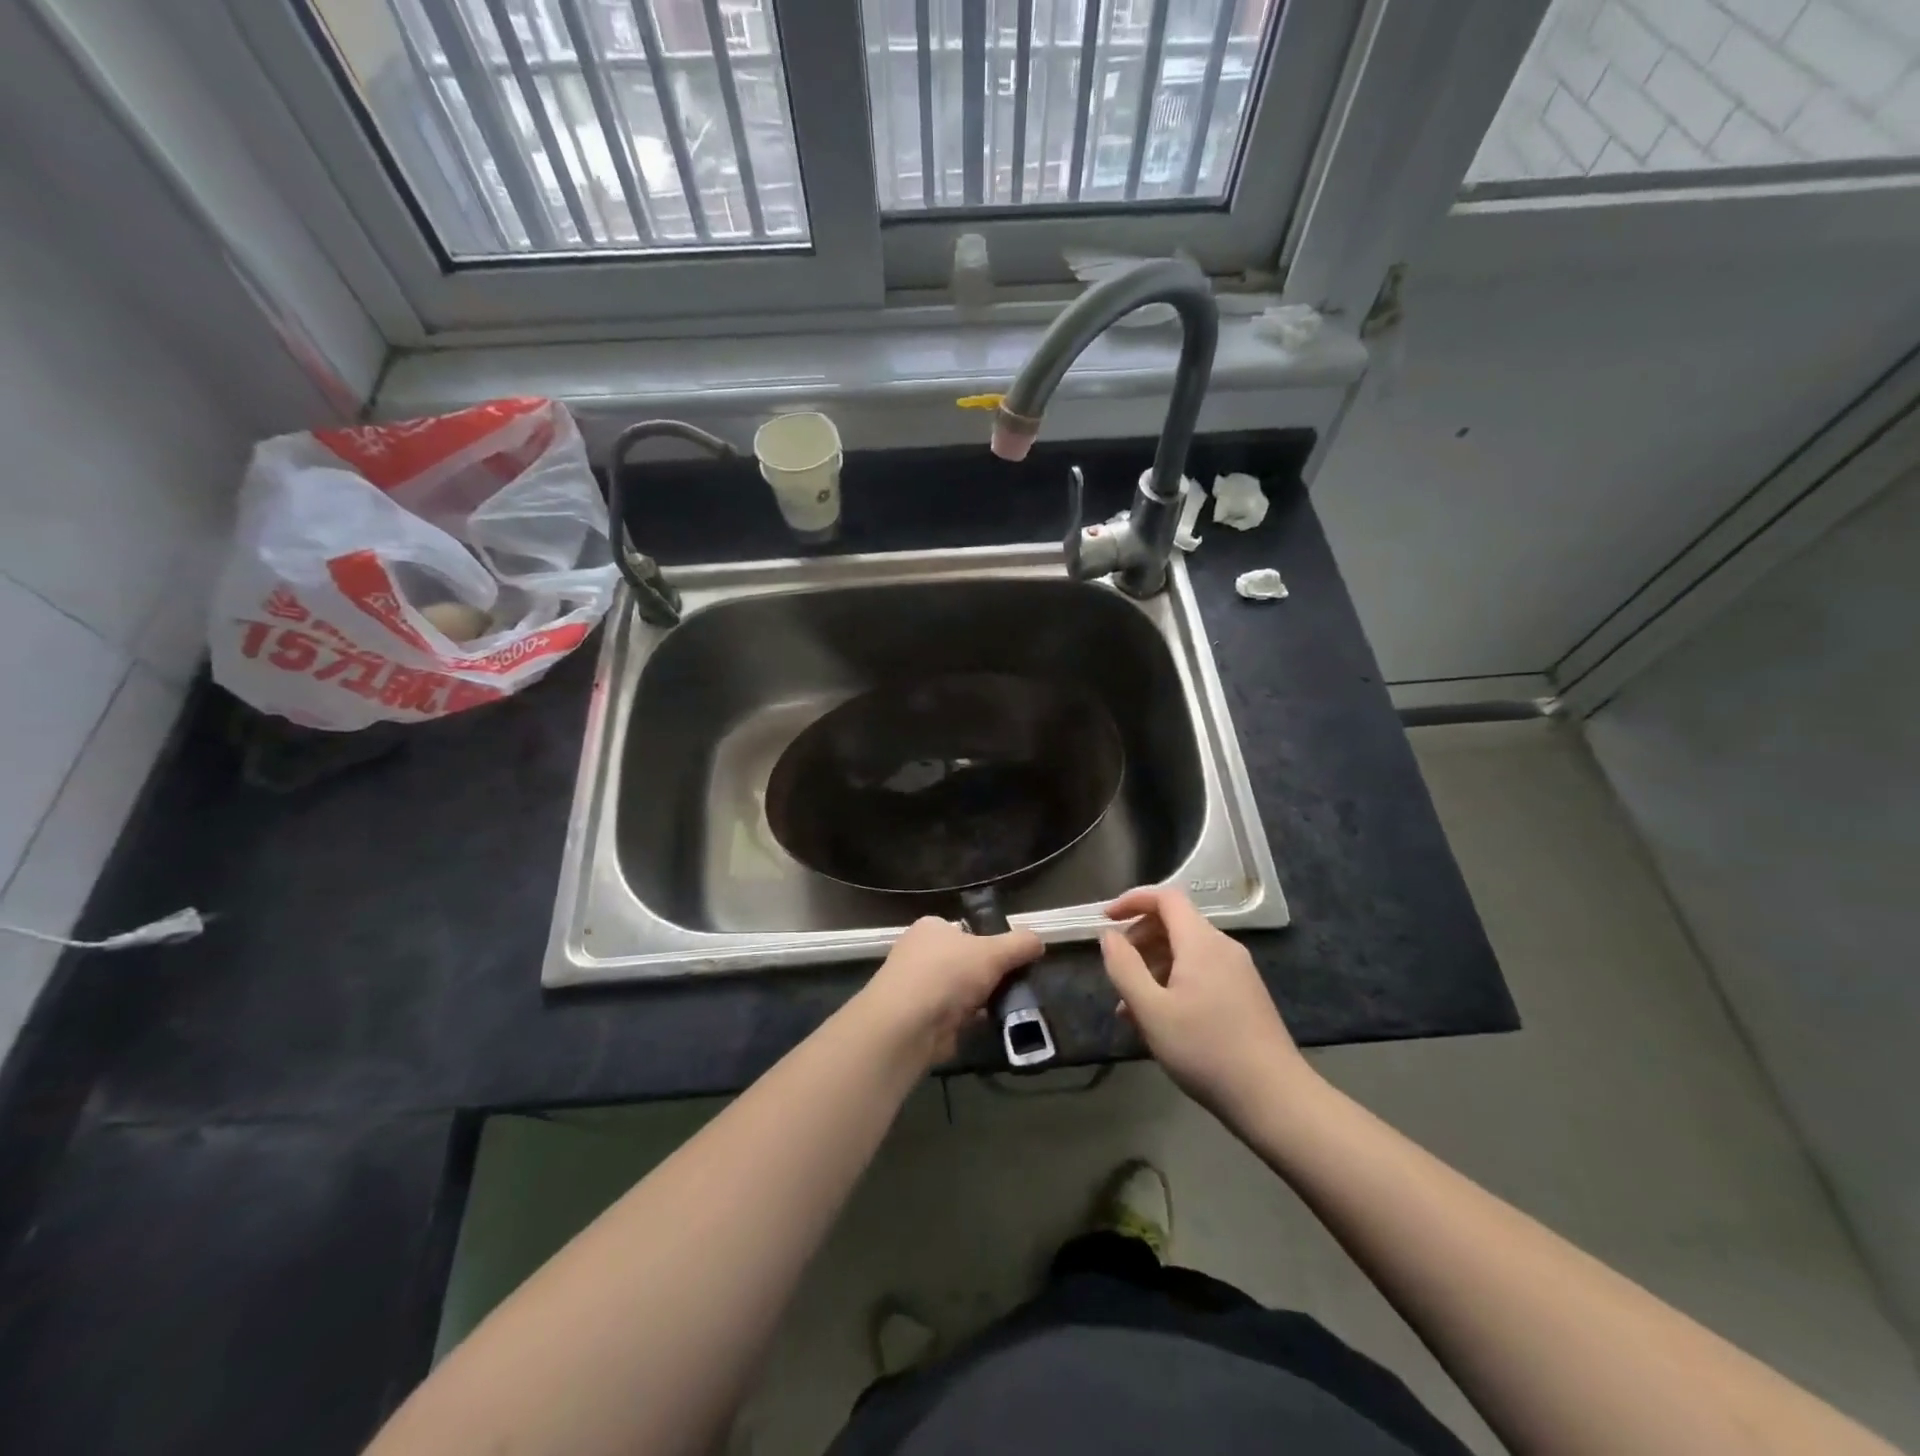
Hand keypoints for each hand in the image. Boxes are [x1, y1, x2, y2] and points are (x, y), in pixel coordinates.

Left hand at [858, 916, 1043, 1065]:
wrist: (908, 1024)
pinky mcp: (919, 1018)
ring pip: (961, 990)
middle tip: (1016, 986)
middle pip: (965, 962)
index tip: (1013, 960)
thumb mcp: (994, 951)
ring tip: (1010, 1008)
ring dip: (981, 1000)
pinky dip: (972, 1021)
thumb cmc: (948, 973)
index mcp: (931, 927)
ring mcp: (917, 987)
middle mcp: (920, 953)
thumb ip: (1020, 944)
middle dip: (988, 975)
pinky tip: (991, 1026)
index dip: (990, 943)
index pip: (967, 930)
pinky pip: (955, 1016)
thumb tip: (1039, 942)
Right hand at [1100, 886, 1312, 1122]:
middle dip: (1140, 938)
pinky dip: (1174, 982)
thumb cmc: (1205, 1050)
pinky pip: (1201, 973)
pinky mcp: (1245, 996)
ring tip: (1131, 1007)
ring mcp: (1238, 972)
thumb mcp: (1151, 1011)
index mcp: (1201, 942)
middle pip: (1175, 923)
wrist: (1275, 1099)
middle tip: (1117, 970)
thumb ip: (1124, 967)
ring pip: (1186, 952)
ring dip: (1154, 967)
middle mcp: (1223, 948)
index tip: (1105, 919)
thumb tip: (1109, 935)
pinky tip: (1162, 1020)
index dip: (1132, 900)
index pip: (1165, 898)